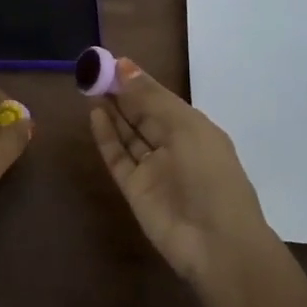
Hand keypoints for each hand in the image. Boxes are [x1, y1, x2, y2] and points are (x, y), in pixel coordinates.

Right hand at [90, 57, 273, 284]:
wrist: (216, 244)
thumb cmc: (210, 175)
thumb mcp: (185, 127)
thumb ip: (151, 98)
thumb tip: (123, 65)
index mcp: (194, 129)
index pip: (160, 99)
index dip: (138, 81)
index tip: (111, 62)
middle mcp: (173, 146)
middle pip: (142, 115)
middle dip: (121, 93)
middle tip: (94, 71)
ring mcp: (153, 170)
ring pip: (129, 134)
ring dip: (112, 112)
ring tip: (90, 87)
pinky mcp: (135, 190)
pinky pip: (118, 158)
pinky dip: (107, 137)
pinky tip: (95, 115)